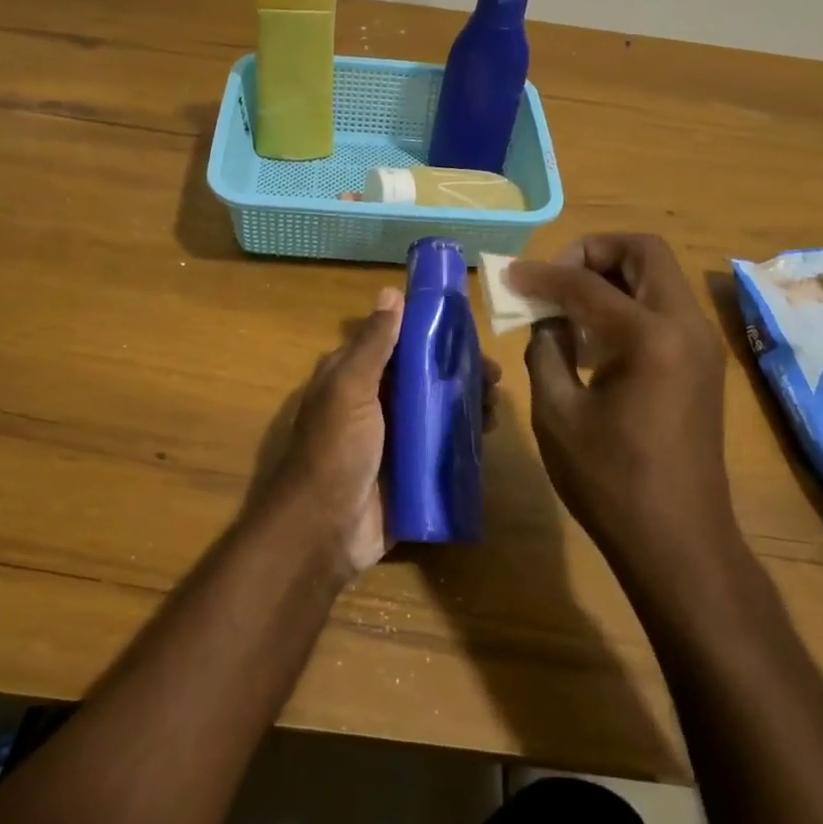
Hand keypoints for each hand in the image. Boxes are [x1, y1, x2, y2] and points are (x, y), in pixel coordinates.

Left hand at [261, 285, 501, 581]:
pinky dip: (466, 436)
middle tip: (494, 375)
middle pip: (424, 375)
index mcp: (355, 376)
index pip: (398, 342)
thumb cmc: (336, 450)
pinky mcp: (412, 470)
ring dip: (468, 402)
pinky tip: (489, 432)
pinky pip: (443, 446)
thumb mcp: (350, 389)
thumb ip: (373, 344)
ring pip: (438, 409)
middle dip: (459, 370)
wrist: (326, 530)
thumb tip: (391, 292)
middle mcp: (376, 402)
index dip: (431, 332)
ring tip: (496, 404)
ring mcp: (395, 438)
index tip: (468, 330)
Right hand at [509, 234, 732, 571]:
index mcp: (651, 337)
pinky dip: (630, 301)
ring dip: (613, 275)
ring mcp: (702, 344)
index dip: (542, 274)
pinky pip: (665, 306)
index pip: (587, 283)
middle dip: (593, 251)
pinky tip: (596, 334)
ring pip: (659, 276)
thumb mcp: (557, 413)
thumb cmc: (610, 481)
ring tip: (569, 303)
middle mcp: (686, 326)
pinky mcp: (703, 363)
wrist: (678, 541)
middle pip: (645, 252)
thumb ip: (546, 349)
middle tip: (555, 277)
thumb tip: (547, 319)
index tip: (509, 275)